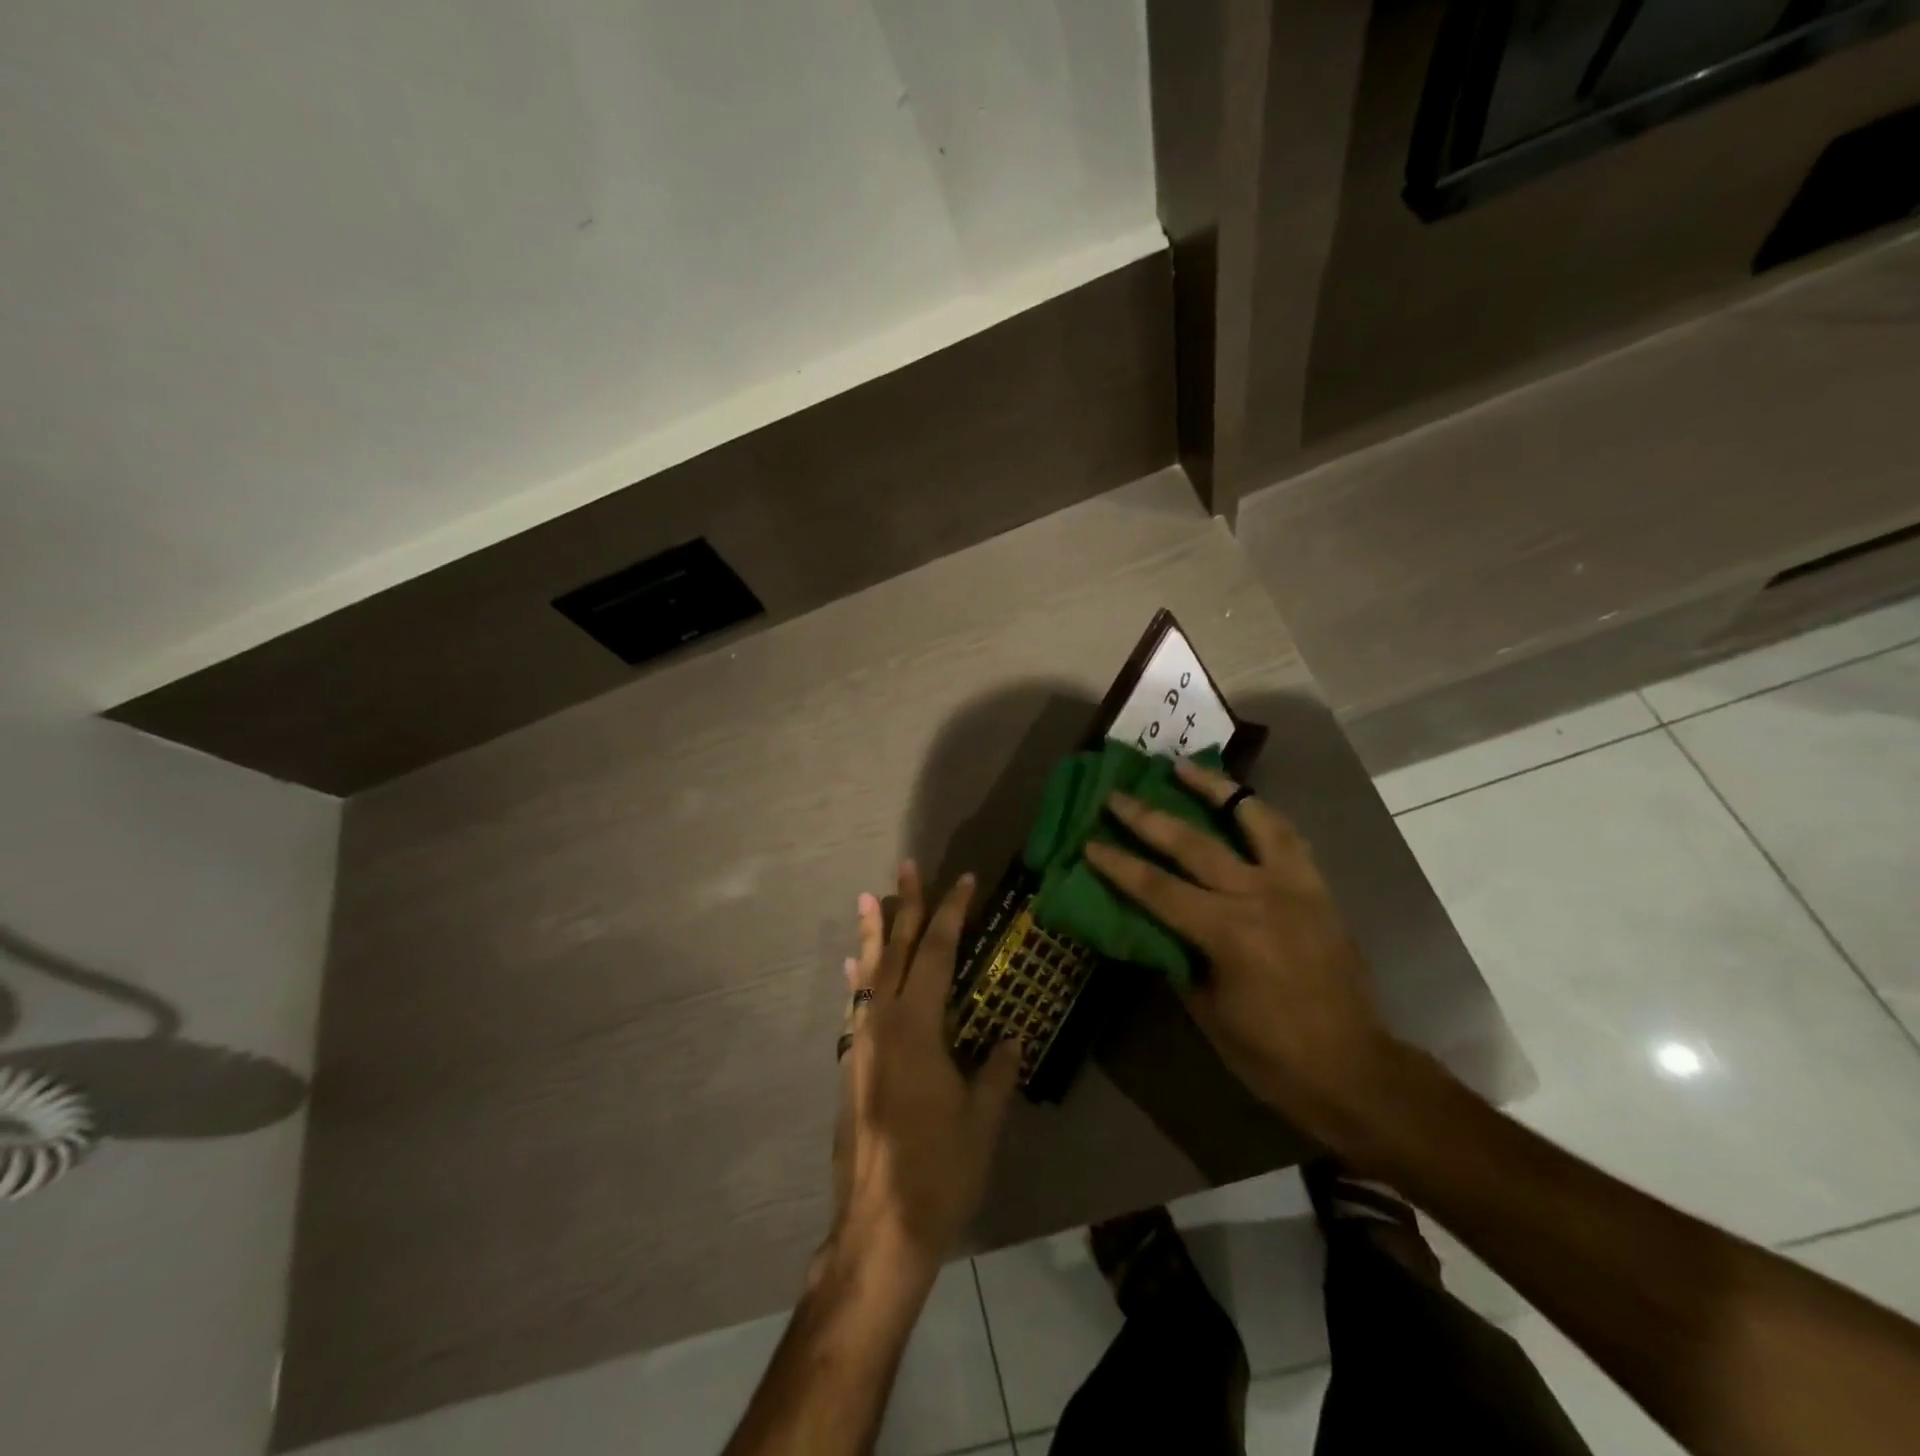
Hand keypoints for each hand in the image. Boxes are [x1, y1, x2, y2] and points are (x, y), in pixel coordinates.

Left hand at [824, 863, 1021, 1292]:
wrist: (878, 1228)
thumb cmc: (939, 1170)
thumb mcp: (982, 1118)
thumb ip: (997, 1070)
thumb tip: (1011, 1036)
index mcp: (918, 1027)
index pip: (938, 953)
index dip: (951, 913)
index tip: (963, 880)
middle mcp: (882, 1023)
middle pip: (897, 951)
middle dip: (906, 906)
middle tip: (906, 866)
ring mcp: (861, 1043)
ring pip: (868, 974)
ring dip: (873, 934)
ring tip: (869, 899)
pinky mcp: (850, 1066)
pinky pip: (855, 1006)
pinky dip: (858, 979)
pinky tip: (854, 968)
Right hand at [1084, 759, 1395, 1136]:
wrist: (1355, 1070)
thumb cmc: (1272, 1055)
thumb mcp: (1207, 1011)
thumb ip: (1177, 957)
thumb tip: (1151, 925)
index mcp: (1228, 933)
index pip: (1157, 888)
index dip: (1118, 865)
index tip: (1089, 842)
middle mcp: (1261, 896)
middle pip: (1194, 843)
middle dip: (1149, 817)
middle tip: (1118, 794)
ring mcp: (1296, 886)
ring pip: (1252, 819)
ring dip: (1215, 789)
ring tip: (1186, 767)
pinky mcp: (1318, 888)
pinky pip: (1287, 837)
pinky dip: (1260, 814)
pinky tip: (1242, 803)